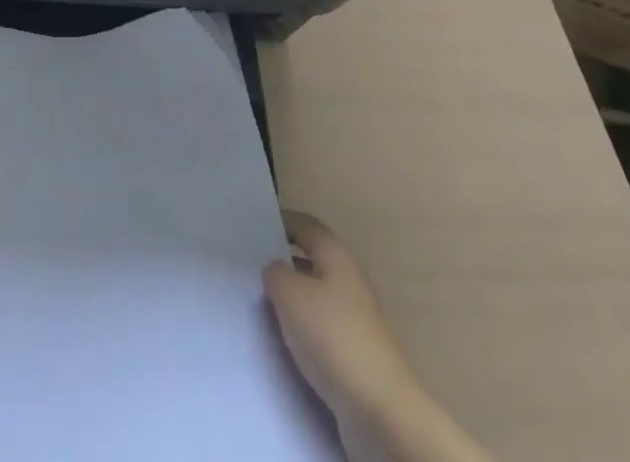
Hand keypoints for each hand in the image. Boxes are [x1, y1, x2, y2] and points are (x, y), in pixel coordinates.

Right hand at [263, 210, 416, 427]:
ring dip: (291, 297)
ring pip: (315, 295)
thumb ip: (275, 273)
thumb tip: (275, 270)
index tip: (253, 224)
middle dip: (283, 260)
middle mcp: (349, 279)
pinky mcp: (355, 352)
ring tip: (259, 302)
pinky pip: (320, 327)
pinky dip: (302, 328)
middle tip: (250, 264)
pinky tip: (283, 338)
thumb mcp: (290, 294)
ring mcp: (355, 318)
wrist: (379, 409)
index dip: (280, 221)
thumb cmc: (332, 336)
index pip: (305, 225)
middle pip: (311, 259)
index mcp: (337, 255)